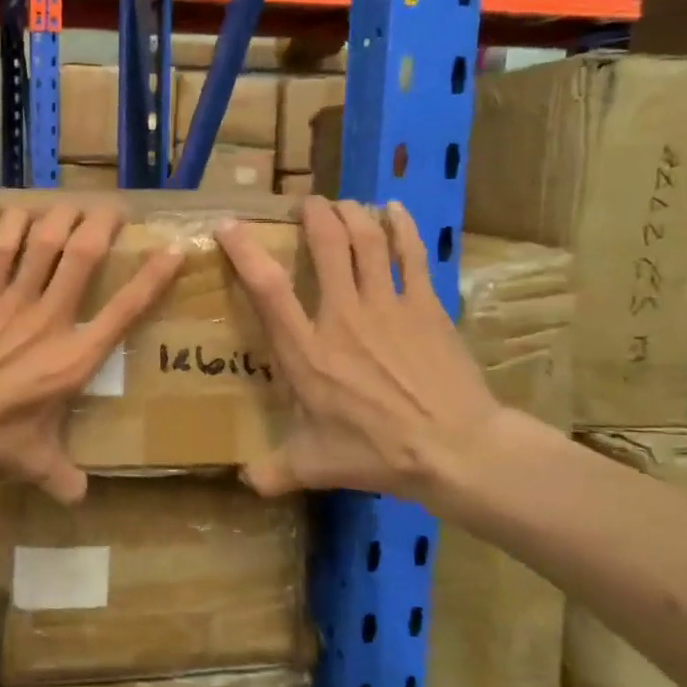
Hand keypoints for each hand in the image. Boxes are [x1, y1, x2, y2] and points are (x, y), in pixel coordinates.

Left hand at [0, 202, 182, 502]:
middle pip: (84, 256)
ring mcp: (12, 300)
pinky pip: (0, 247)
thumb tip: (80, 498)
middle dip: (105, 225)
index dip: (153, 277)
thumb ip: (61, 476)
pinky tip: (24, 210)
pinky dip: (14, 223)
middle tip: (117, 209)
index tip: (172, 250)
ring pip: (46, 242)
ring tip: (77, 204)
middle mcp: (50, 319)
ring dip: (65, 216)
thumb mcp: (30, 461)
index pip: (124, 310)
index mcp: (73, 358)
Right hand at [217, 195, 500, 501]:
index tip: (230, 226)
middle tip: (305, 204)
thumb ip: (275, 471)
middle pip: (326, 245)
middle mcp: (342, 316)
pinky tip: (394, 209)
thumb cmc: (377, 454)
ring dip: (352, 214)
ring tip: (342, 204)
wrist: (456, 450)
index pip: (267, 288)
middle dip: (313, 215)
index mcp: (307, 351)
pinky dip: (401, 226)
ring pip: (367, 240)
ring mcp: (388, 306)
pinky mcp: (425, 306)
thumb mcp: (315, 467)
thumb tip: (245, 483)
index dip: (245, 251)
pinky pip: (410, 254)